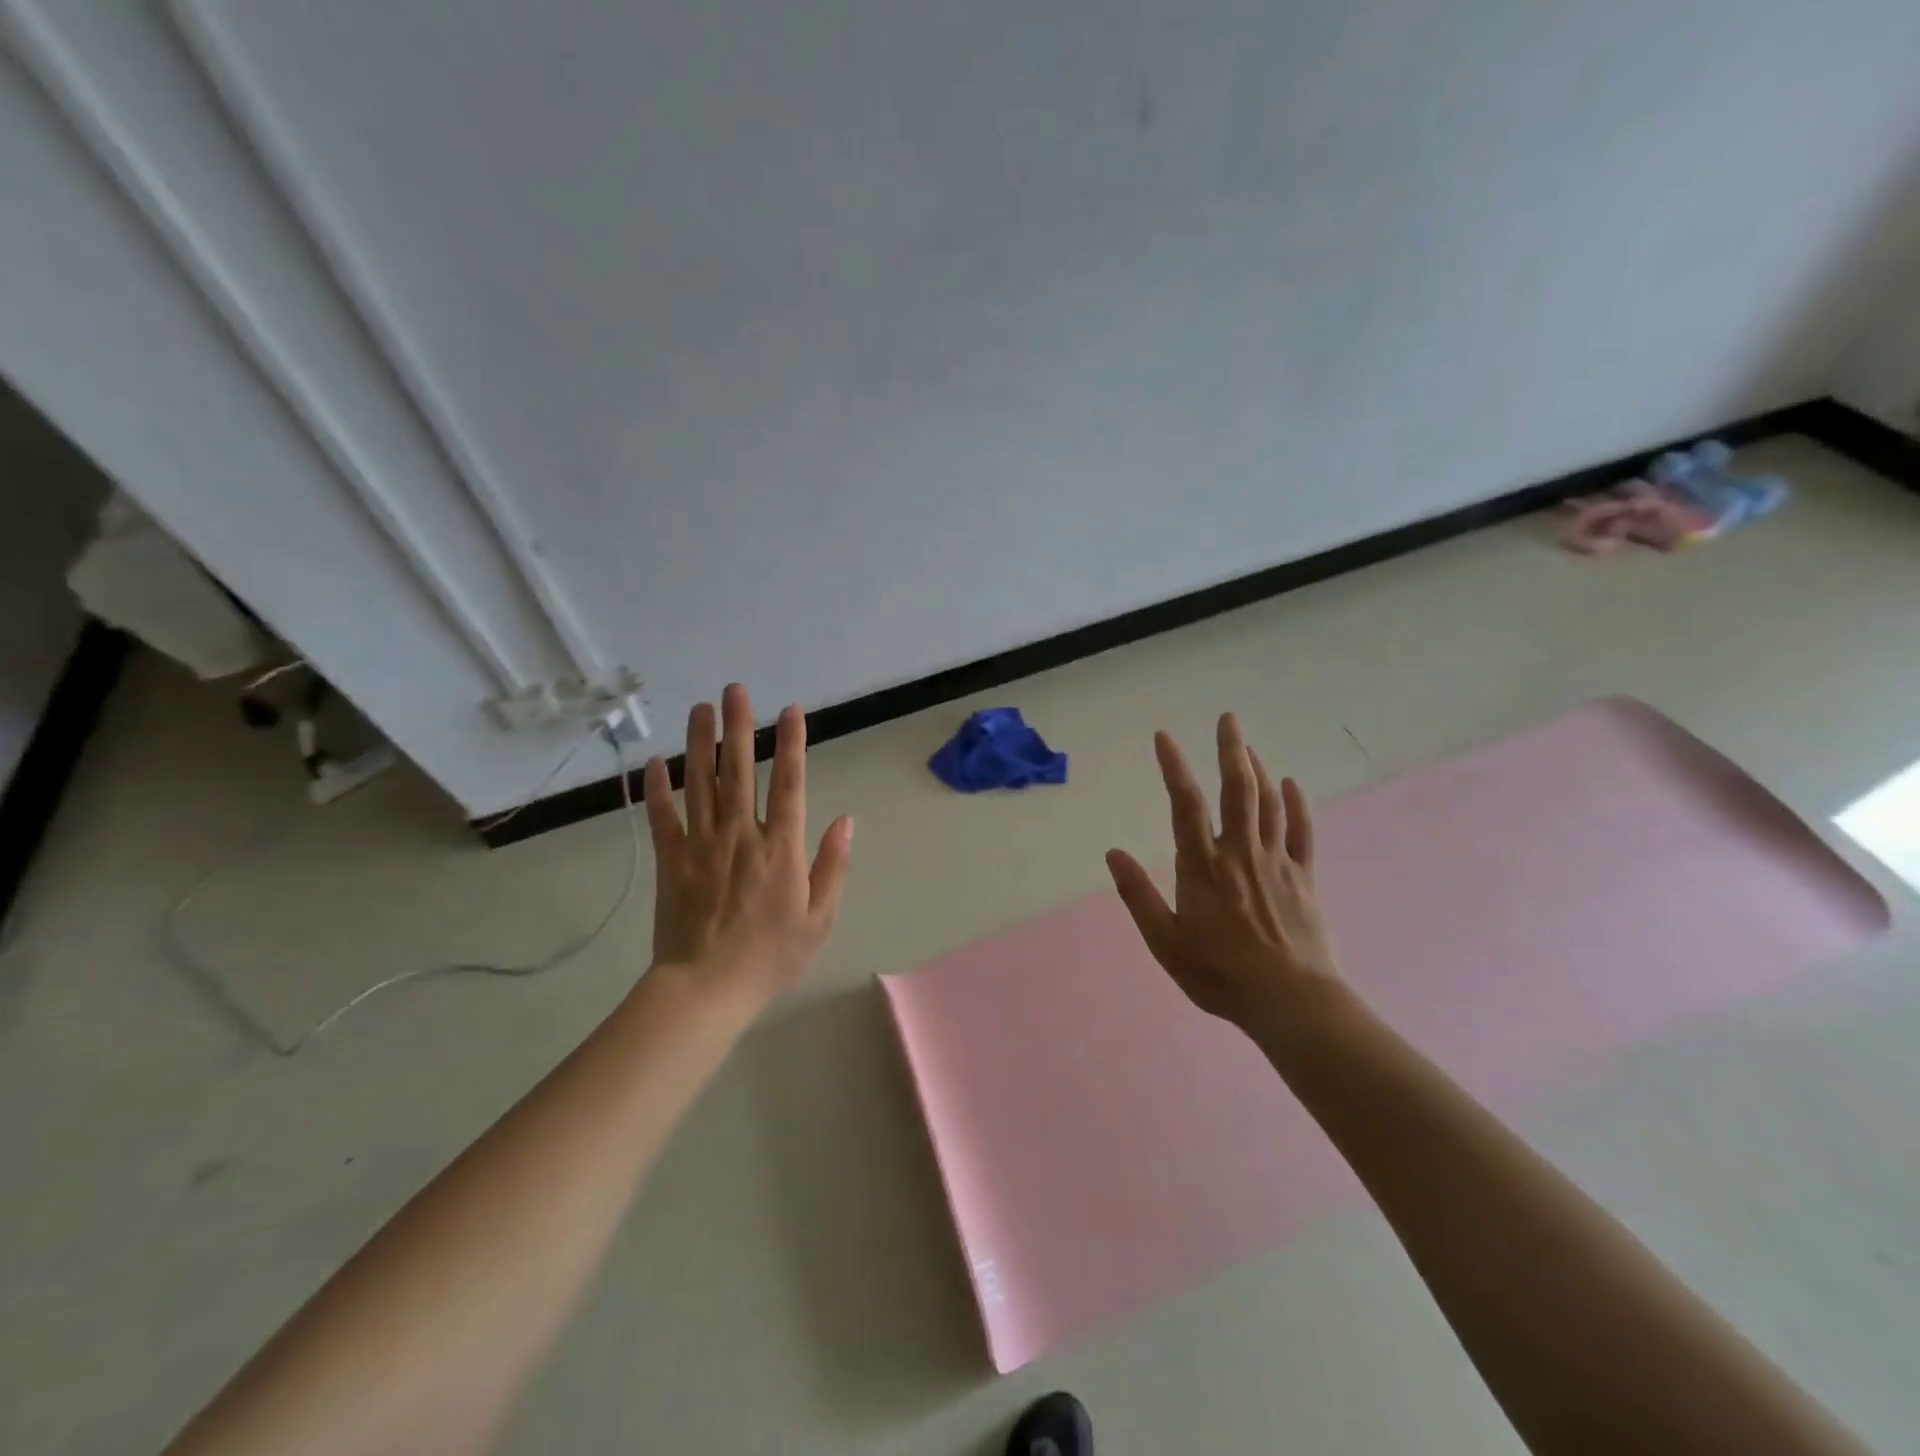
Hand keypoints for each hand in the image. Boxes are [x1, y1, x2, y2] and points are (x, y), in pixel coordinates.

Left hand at [642, 684, 853, 1007]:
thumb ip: (833, 866)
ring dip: (700, 743)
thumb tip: (845, 820)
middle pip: (739, 771)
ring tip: (700, 709)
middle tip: (735, 690)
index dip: (792, 744)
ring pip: (700, 784)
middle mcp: (740, 835)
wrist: (707, 989)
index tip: (790, 710)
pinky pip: (663, 818)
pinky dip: (659, 789)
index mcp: (780, 848)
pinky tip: (657, 762)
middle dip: (739, 727)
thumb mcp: (820, 918)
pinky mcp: (670, 861)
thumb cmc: (771, 956)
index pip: (789, 784)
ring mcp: (701, 845)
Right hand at [1106, 713, 1343, 1036]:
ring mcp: (1277, 862)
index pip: (1185, 804)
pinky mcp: (1304, 878)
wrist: (1291, 1002)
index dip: (1174, 766)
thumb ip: (1138, 895)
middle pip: (1236, 790)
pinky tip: (1291, 783)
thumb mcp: (1165, 942)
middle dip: (1231, 750)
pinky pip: (1302, 832)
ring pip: (1268, 803)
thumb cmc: (1220, 974)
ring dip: (1258, 769)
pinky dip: (1297, 804)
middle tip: (1228, 718)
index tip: (1165, 736)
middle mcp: (1240, 853)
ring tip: (1248, 745)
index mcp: (1203, 866)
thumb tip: (1112, 853)